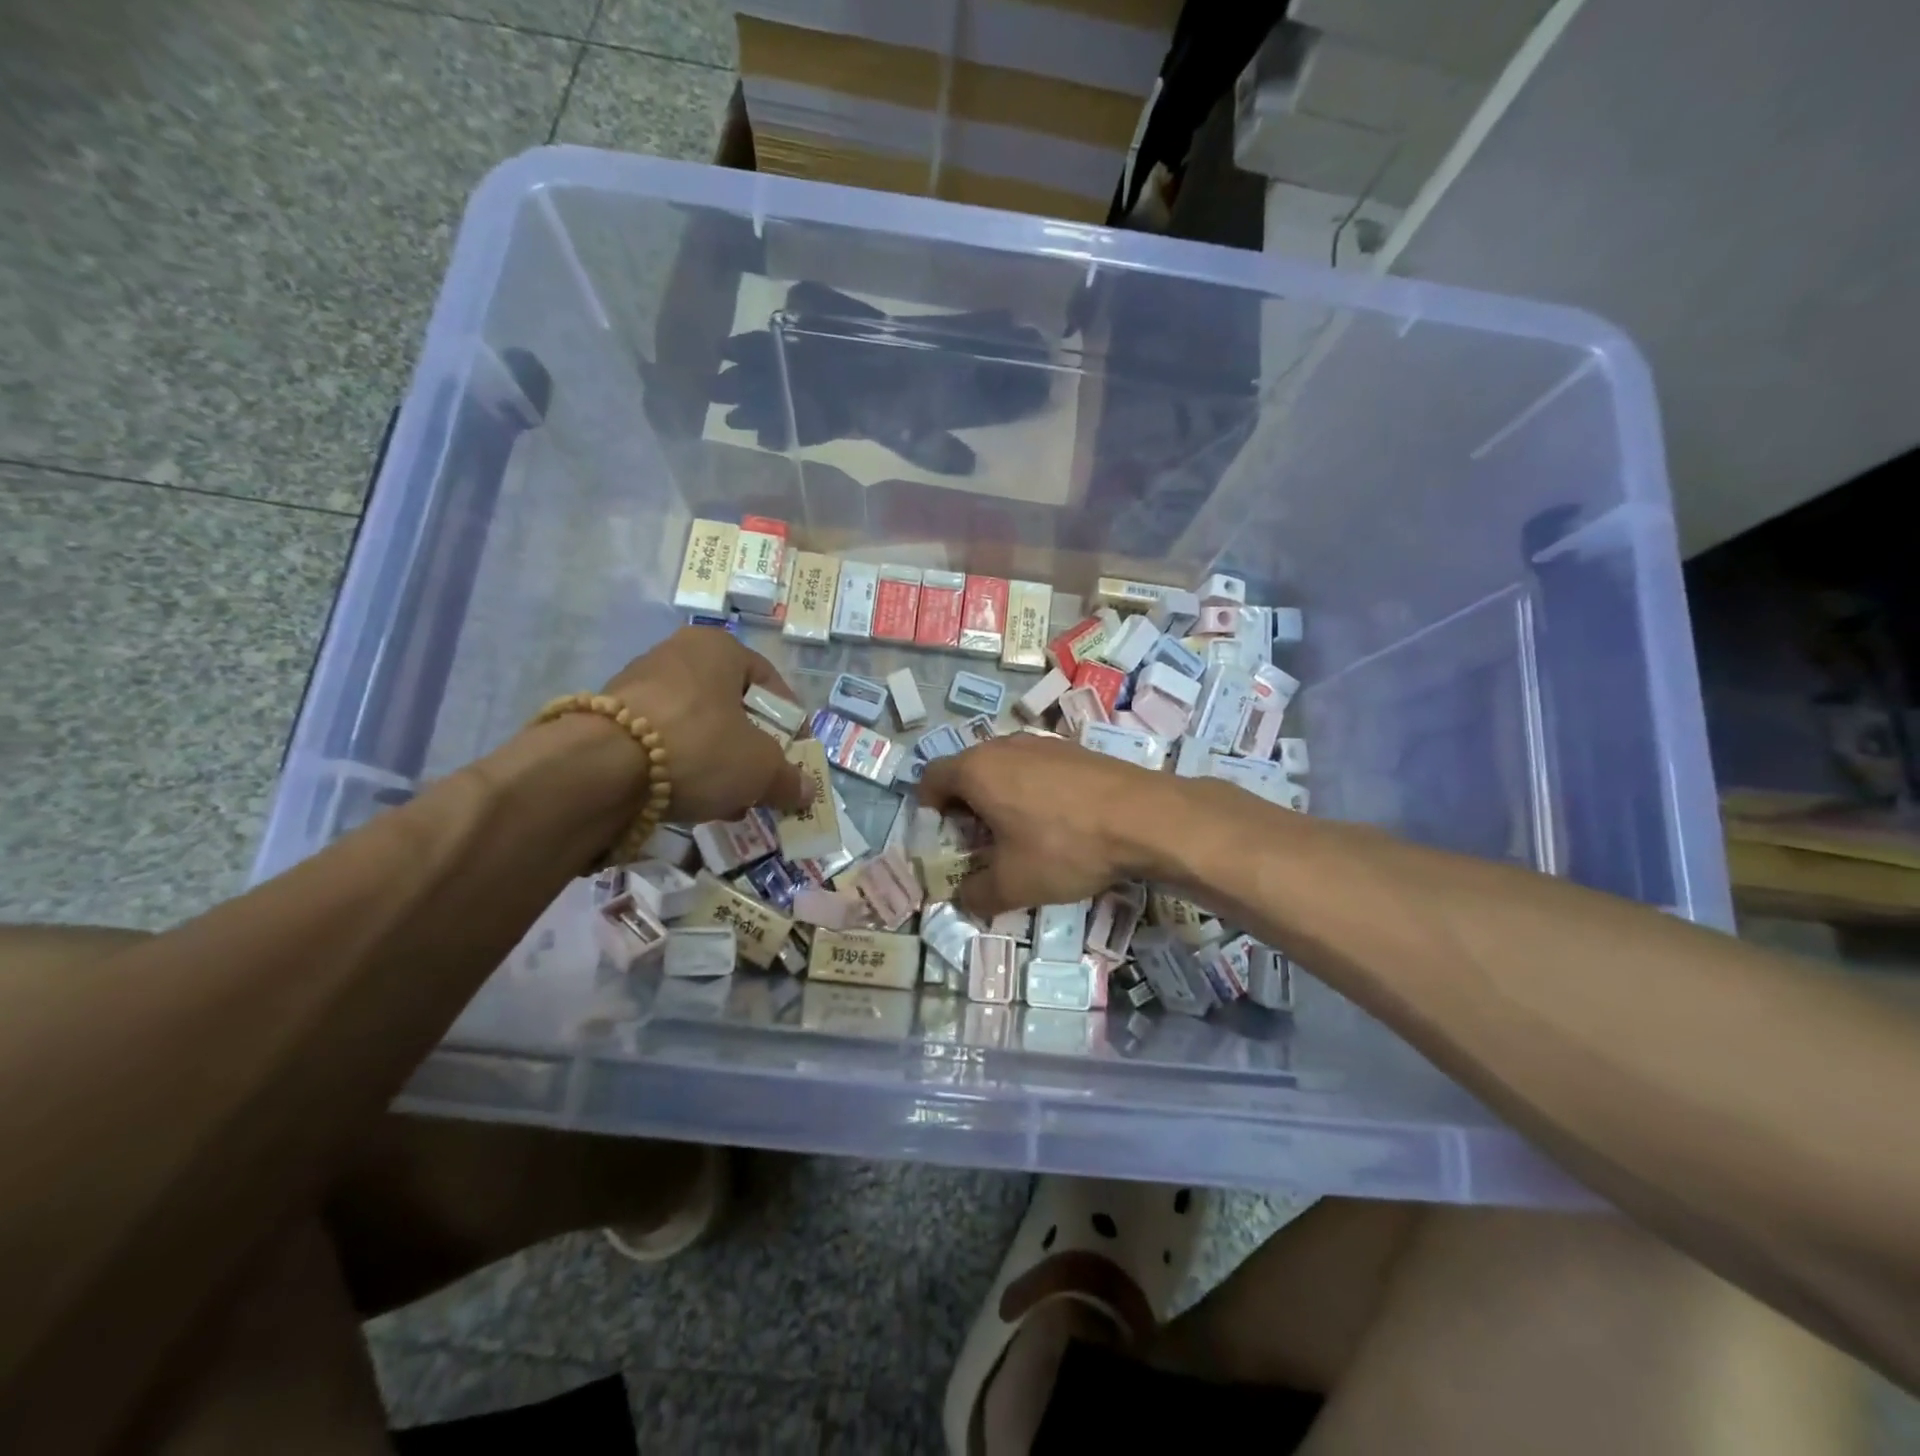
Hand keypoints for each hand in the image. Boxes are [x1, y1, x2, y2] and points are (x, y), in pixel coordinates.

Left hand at [603, 628, 810, 823]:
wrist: (599, 768)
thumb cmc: (699, 747)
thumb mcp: (760, 768)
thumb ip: (788, 778)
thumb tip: (806, 791)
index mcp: (718, 648)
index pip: (769, 682)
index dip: (791, 722)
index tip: (796, 754)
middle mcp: (676, 654)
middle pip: (730, 706)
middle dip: (749, 748)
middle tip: (761, 780)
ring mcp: (636, 684)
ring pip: (695, 727)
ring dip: (715, 762)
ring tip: (725, 799)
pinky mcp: (606, 718)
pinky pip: (660, 743)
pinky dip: (679, 768)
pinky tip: (687, 800)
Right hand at [919, 735, 1181, 918]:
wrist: (1144, 817)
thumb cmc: (1065, 846)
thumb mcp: (1014, 884)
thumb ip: (978, 894)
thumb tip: (964, 899)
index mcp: (977, 770)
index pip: (932, 778)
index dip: (929, 808)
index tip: (943, 837)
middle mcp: (1004, 746)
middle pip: (968, 770)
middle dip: (966, 805)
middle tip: (979, 842)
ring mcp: (1043, 743)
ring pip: (1004, 767)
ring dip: (1000, 796)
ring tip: (1019, 832)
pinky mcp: (1075, 749)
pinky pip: (1036, 767)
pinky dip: (1032, 790)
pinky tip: (1057, 820)